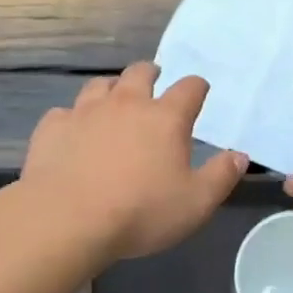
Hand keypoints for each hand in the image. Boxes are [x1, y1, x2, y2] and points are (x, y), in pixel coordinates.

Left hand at [21, 63, 247, 262]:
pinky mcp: (53, 127)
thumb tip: (239, 155)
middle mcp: (126, 103)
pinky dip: (73, 118)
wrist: (67, 219)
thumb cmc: (140, 212)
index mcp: (165, 118)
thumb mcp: (195, 204)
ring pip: (100, 85)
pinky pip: (64, 112)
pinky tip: (73, 132)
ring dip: (111, 89)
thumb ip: (221, 176)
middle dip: (151, 74)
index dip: (197, 87)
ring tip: (113, 100)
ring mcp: (85, 111)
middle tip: (154, 80)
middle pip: (140, 73)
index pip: (189, 88)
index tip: (199, 91)